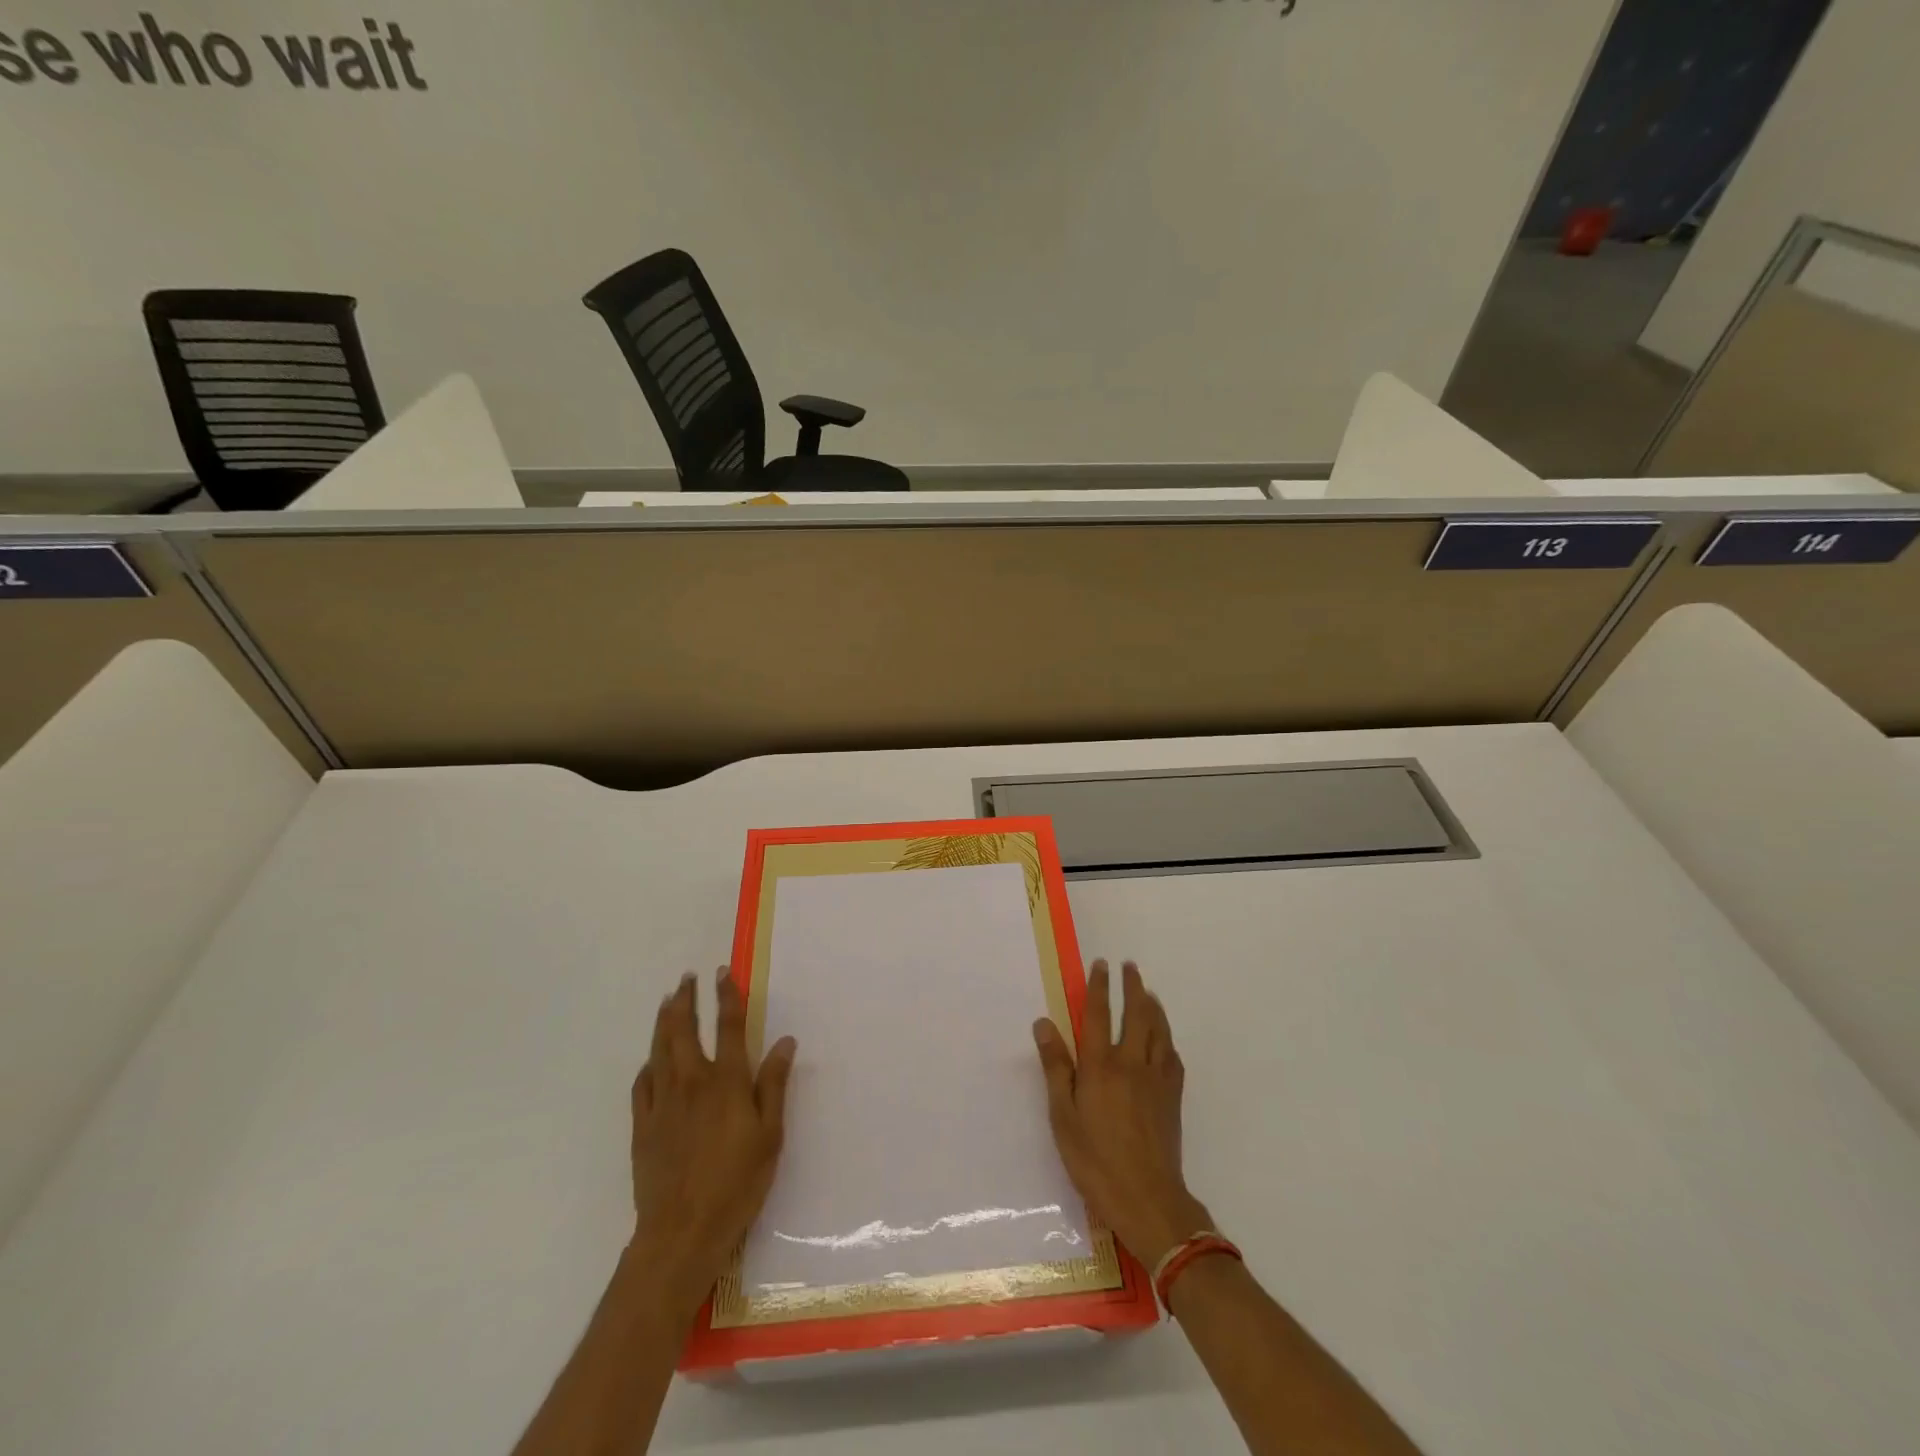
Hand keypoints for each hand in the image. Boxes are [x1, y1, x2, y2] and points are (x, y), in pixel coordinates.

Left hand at [630, 968, 796, 1321]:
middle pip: (684, 1029)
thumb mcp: (770, 1136)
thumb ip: (774, 1085)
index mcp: (726, 1082)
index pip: (728, 1026)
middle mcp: (691, 1082)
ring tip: (667, 1002)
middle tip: (686, 979)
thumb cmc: (736, 1184)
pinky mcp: (643, 1126)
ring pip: (659, 1049)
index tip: (722, 972)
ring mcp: (663, 1103)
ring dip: (664, 1021)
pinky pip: (642, 1083)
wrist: (681, 1233)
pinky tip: (651, 1060)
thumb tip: (783, 1041)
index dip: (726, 996)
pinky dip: (648, 1063)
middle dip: (686, 1000)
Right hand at [1034, 959, 1212, 1269]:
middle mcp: (1131, 1063)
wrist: (1147, 1198)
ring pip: (1158, 1031)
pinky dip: (1168, 1040)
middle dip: (1132, 987)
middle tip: (1130, 966)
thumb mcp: (1063, 1116)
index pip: (1099, 1014)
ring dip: (1153, 1006)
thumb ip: (1056, 1067)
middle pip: (1135, 1014)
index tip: (1101, 964)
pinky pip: (1172, 1057)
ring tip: (1149, 992)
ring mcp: (1156, 1080)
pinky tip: (1165, 1040)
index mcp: (1100, 1065)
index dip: (1099, 987)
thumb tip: (1044, 1023)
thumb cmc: (1095, 1159)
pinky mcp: (1172, 1098)